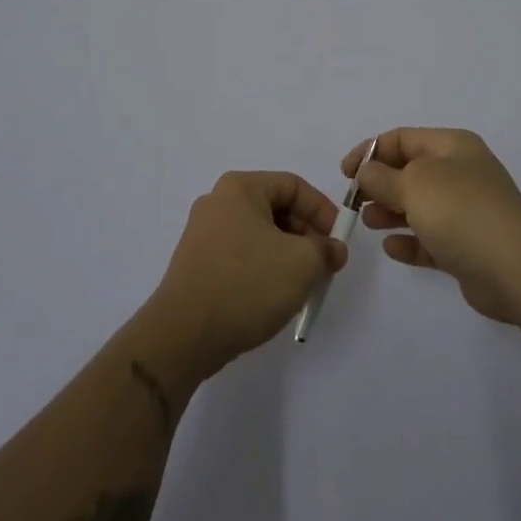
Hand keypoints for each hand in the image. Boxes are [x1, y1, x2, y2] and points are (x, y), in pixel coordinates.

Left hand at [146, 171, 348, 374]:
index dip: (322, 210)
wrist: (182, 335)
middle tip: (324, 264)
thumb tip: (333, 250)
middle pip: (275, 208)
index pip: (293, 185)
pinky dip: (263, 267)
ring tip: (302, 284)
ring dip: (287, 253)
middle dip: (305, 235)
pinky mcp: (196, 263)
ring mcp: (203, 233)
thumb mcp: (301, 264)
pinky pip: (241, 254)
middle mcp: (218, 201)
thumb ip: (325, 250)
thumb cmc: (246, 284)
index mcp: (240, 188)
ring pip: (259, 233)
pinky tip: (273, 296)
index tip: (338, 241)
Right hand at [344, 128, 520, 326]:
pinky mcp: (467, 247)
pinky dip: (410, 241)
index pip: (402, 138)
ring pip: (419, 206)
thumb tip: (366, 172)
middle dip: (380, 184)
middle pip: (410, 172)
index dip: (370, 151)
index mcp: (452, 146)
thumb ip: (383, 177)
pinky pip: (431, 239)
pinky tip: (392, 249)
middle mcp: (460, 173)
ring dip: (391, 212)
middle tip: (355, 203)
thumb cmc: (461, 211)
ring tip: (369, 223)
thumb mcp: (414, 184)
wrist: (517, 267)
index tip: (345, 173)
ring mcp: (466, 211)